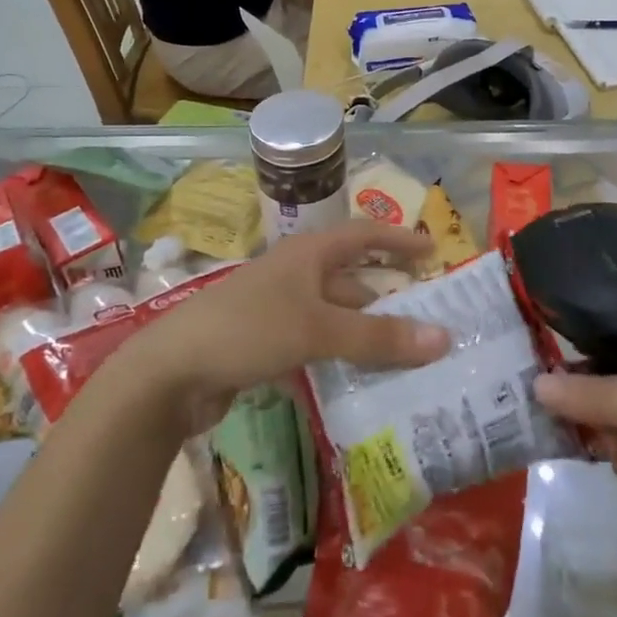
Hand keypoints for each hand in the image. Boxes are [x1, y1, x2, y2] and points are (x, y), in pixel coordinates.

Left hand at [126, 220, 446, 433]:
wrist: (171, 372)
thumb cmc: (248, 329)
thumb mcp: (318, 329)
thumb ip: (379, 338)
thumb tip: (445, 338)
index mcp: (308, 253)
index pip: (364, 235)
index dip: (399, 239)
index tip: (434, 251)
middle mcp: (296, 274)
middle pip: (352, 279)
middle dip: (388, 297)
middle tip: (431, 319)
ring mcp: (279, 309)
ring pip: (335, 316)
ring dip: (366, 334)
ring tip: (407, 358)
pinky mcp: (265, 344)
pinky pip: (316, 345)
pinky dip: (339, 358)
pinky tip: (360, 382)